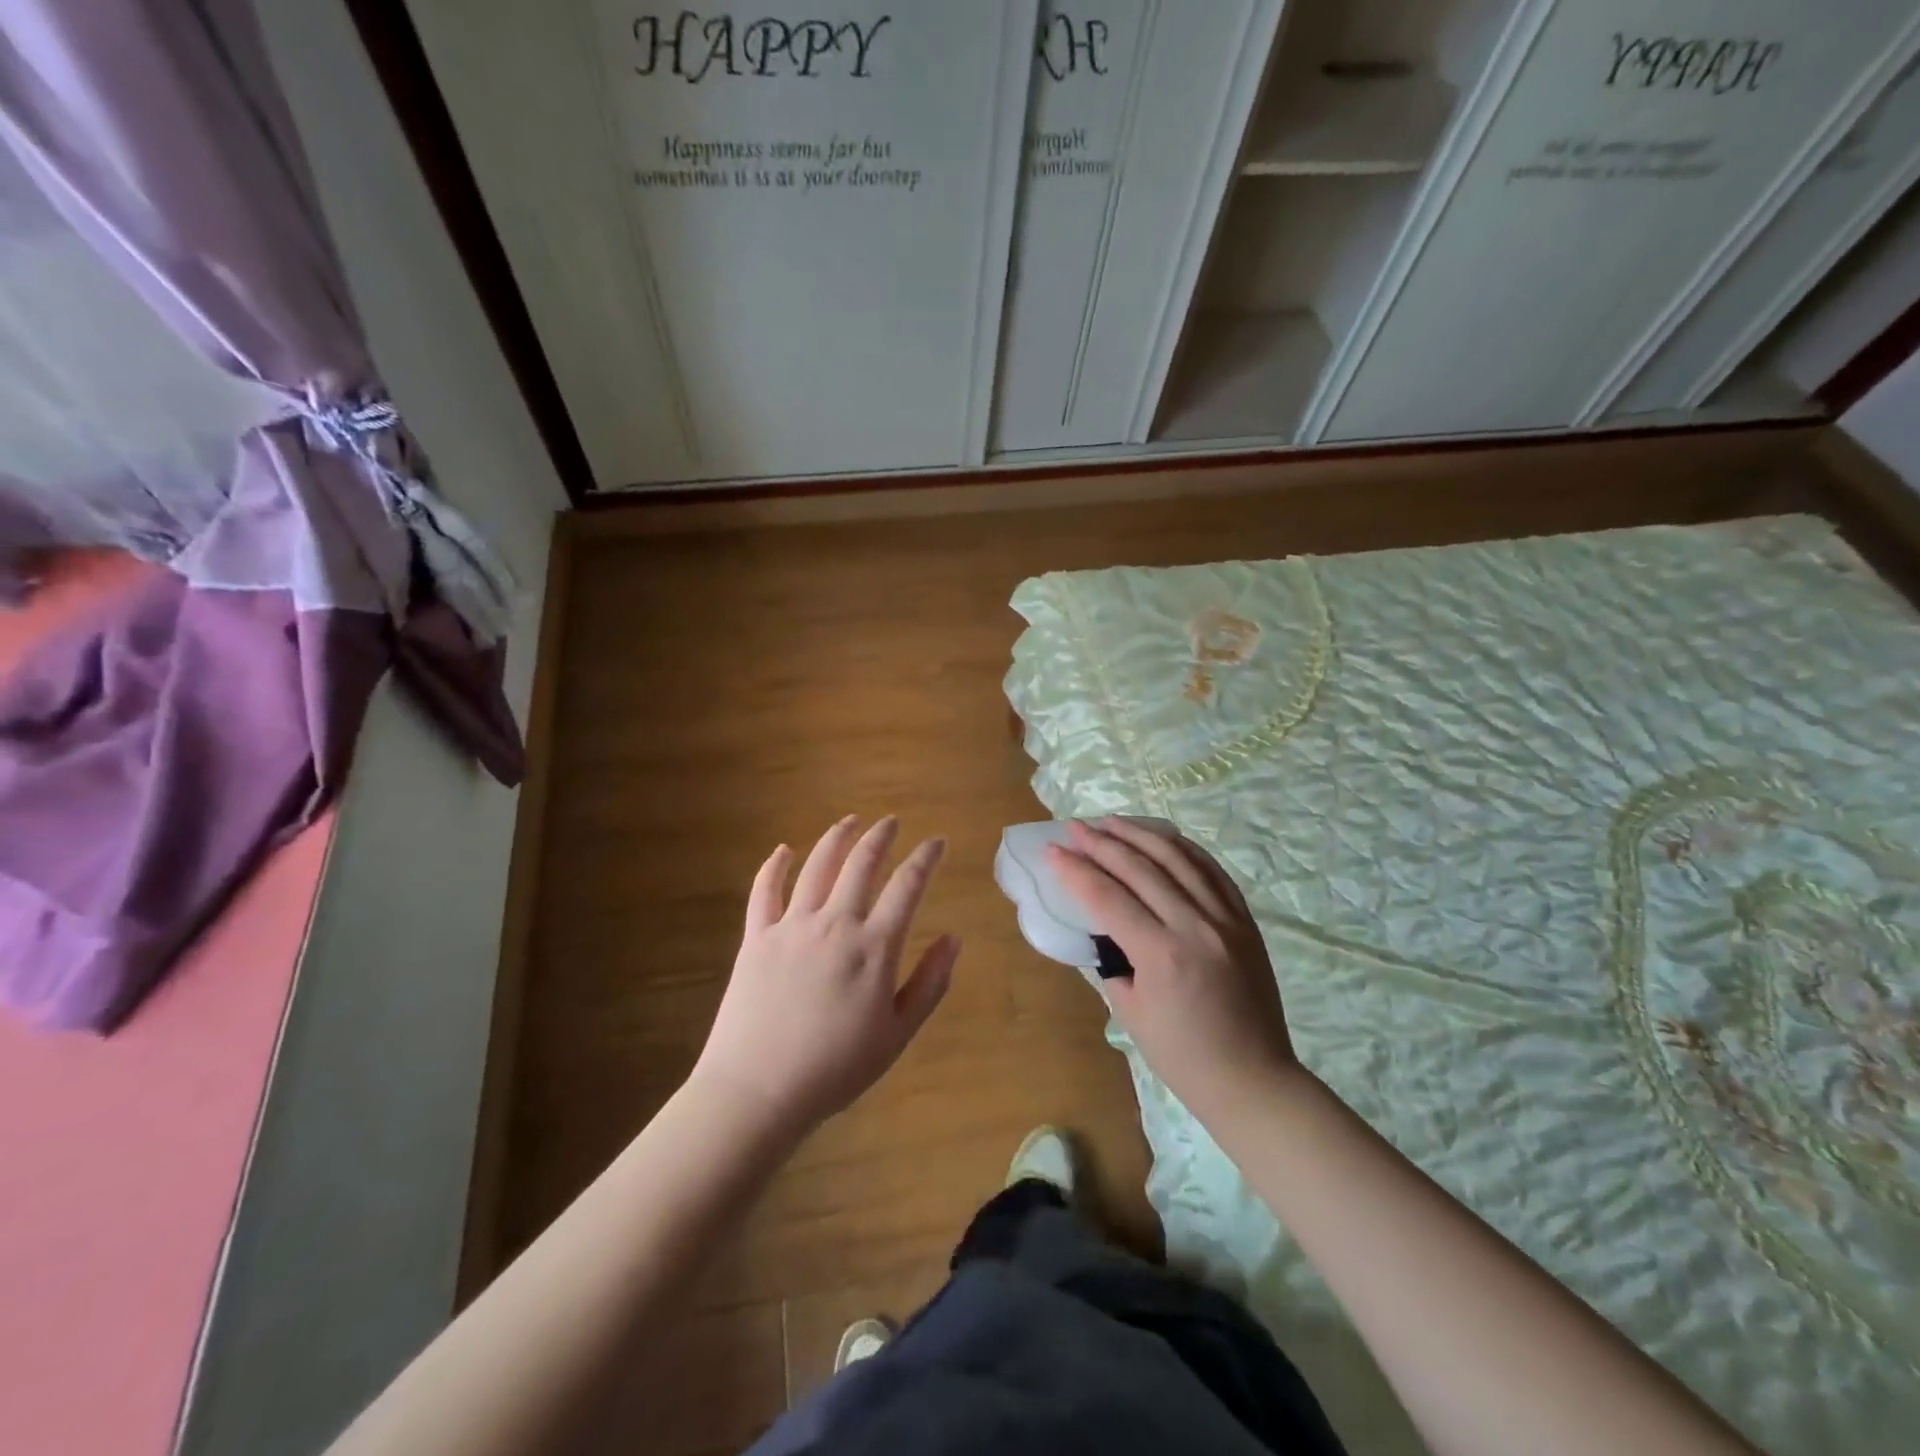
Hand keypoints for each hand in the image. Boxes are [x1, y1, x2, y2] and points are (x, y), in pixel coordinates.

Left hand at [693, 815, 958, 1135]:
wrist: (758, 1090)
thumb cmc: (836, 1069)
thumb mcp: (898, 1034)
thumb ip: (930, 983)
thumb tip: (953, 938)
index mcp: (874, 947)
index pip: (907, 886)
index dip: (925, 859)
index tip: (936, 842)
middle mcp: (835, 923)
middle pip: (861, 864)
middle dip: (880, 837)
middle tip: (891, 821)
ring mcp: (792, 926)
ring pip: (817, 866)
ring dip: (836, 838)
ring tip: (850, 821)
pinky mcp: (757, 937)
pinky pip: (765, 890)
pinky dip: (775, 865)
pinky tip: (784, 850)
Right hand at [1047, 818, 1296, 1119]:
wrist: (1252, 1080)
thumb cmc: (1182, 1056)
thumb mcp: (1130, 1013)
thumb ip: (1112, 960)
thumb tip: (1101, 926)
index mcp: (1162, 955)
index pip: (1108, 897)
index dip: (1076, 870)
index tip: (1052, 850)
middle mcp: (1195, 926)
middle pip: (1140, 868)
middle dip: (1101, 842)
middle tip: (1074, 827)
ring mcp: (1226, 919)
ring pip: (1178, 859)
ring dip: (1140, 834)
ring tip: (1112, 821)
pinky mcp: (1245, 921)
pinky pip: (1212, 871)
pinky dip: (1184, 849)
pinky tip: (1163, 838)